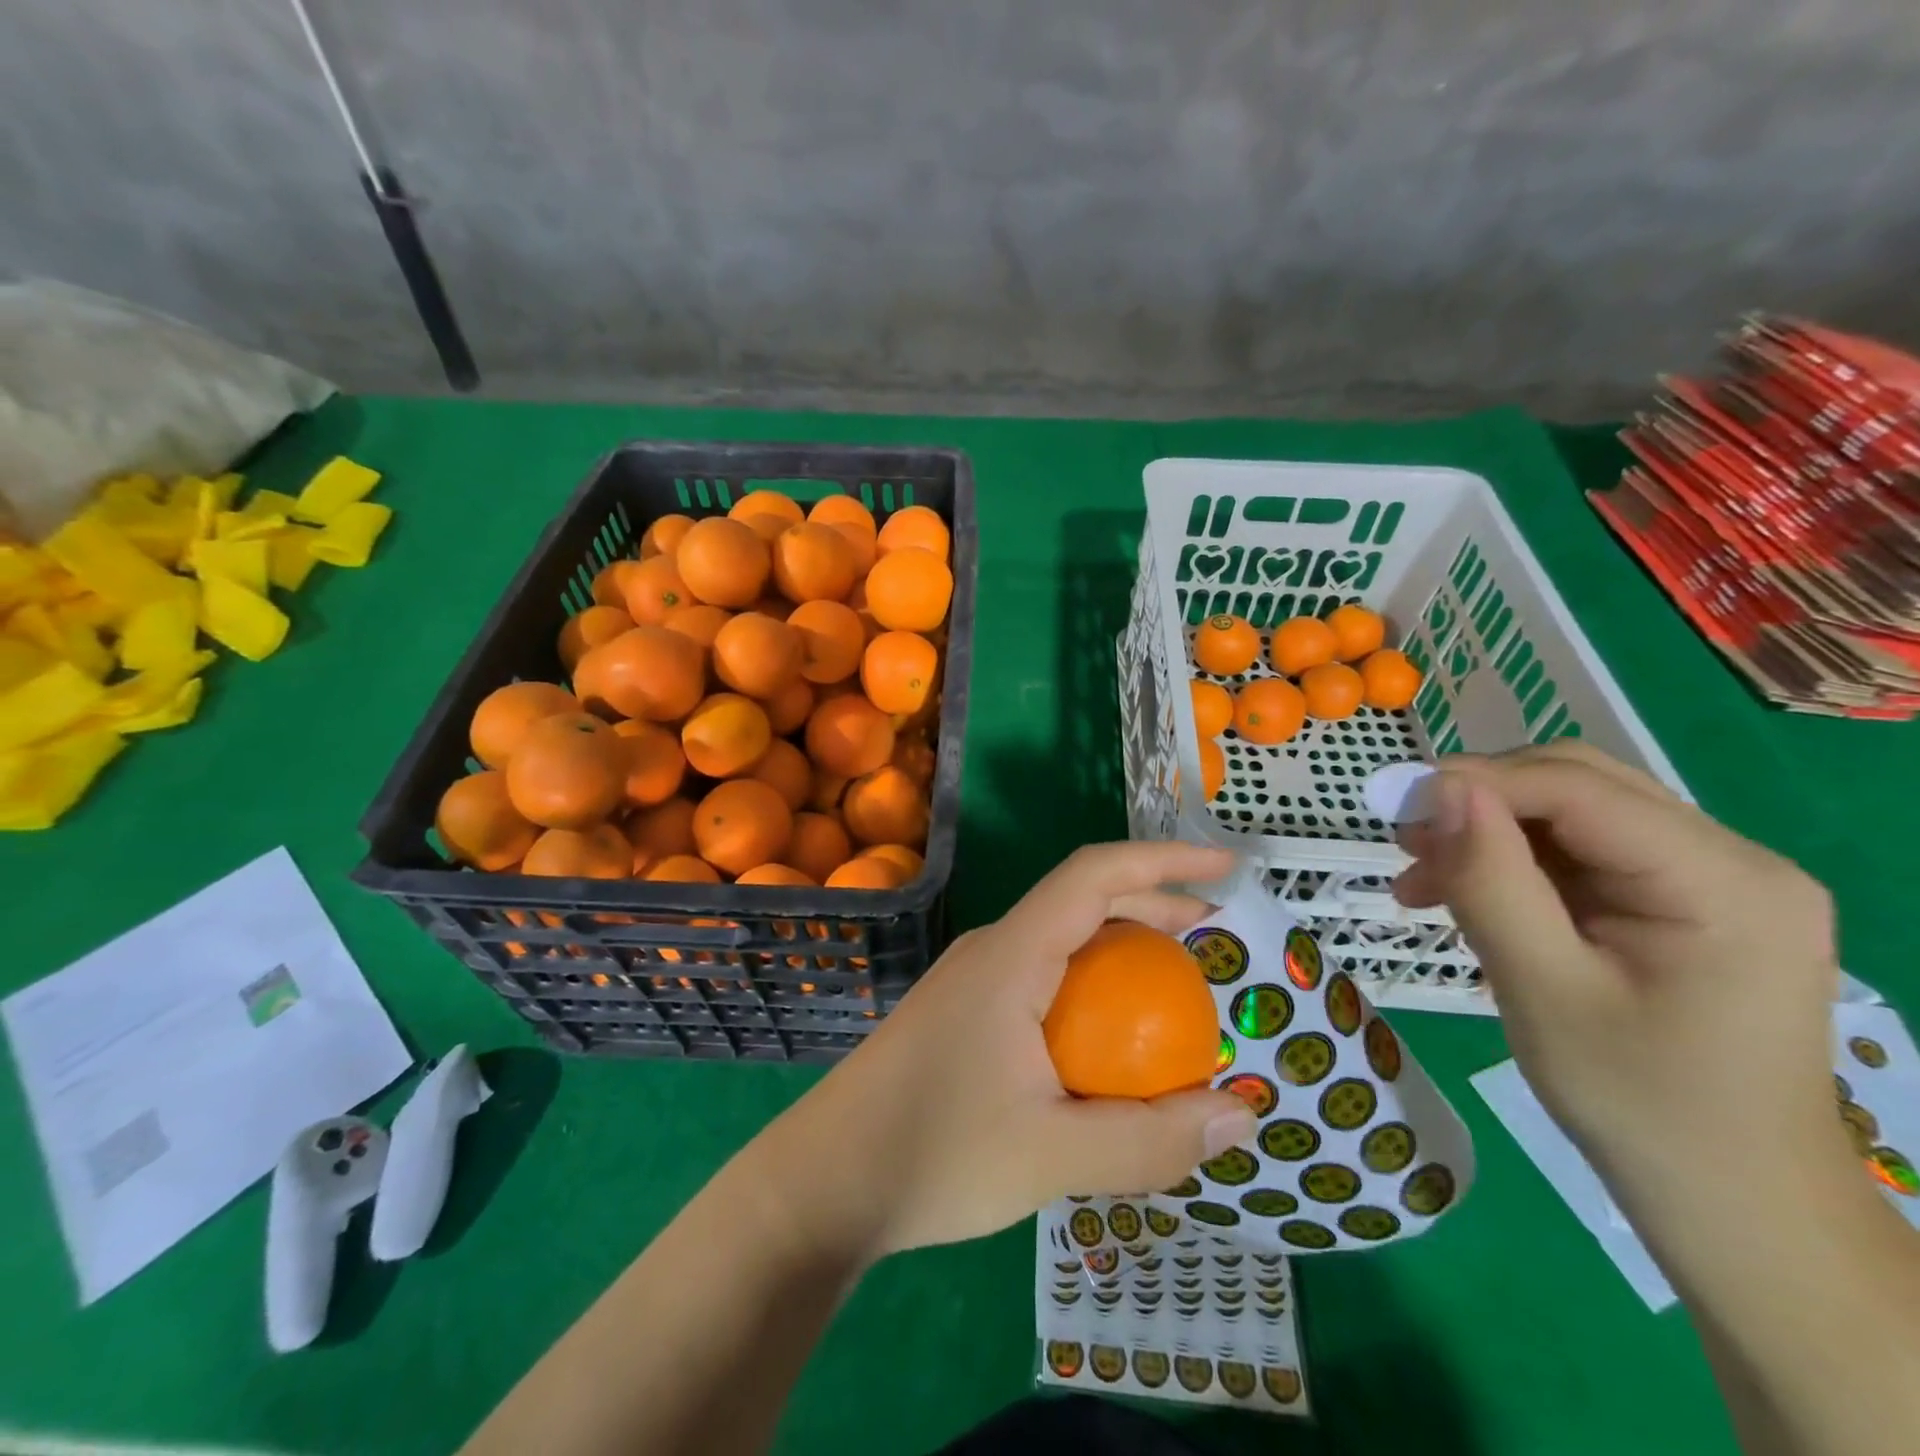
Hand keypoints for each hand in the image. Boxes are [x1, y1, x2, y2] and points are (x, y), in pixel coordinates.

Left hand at [772, 841, 1257, 1258]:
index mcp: (1011, 955)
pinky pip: (1041, 974)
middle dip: (1151, 902)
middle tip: (1212, 935)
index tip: (1224, 868)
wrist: (823, 1182)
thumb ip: (1150, 1139)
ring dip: (1120, 946)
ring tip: (1172, 986)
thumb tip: (1241, 1112)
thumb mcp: (1053, 1157)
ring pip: (1060, 938)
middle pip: (1080, 899)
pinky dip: (1090, 983)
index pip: (1093, 875)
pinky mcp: (962, 1011)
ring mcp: (972, 979)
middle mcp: (991, 950)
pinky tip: (1106, 1037)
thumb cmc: (933, 1155)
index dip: (1162, 860)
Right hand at [1393, 742, 1849, 1203]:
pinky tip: (1465, 895)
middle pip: (1580, 786)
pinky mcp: (1688, 903)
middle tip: (1404, 839)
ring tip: (1419, 874)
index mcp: (1724, 881)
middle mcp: (1734, 861)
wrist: (1733, 1200)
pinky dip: (1514, 864)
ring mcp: (1716, 881)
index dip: (1479, 782)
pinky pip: (1583, 855)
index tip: (1393, 804)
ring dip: (1489, 834)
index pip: (1579, 789)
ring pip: (1573, 816)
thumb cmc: (1638, 1102)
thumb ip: (1491, 881)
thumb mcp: (1542, 988)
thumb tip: (1441, 791)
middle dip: (1482, 802)